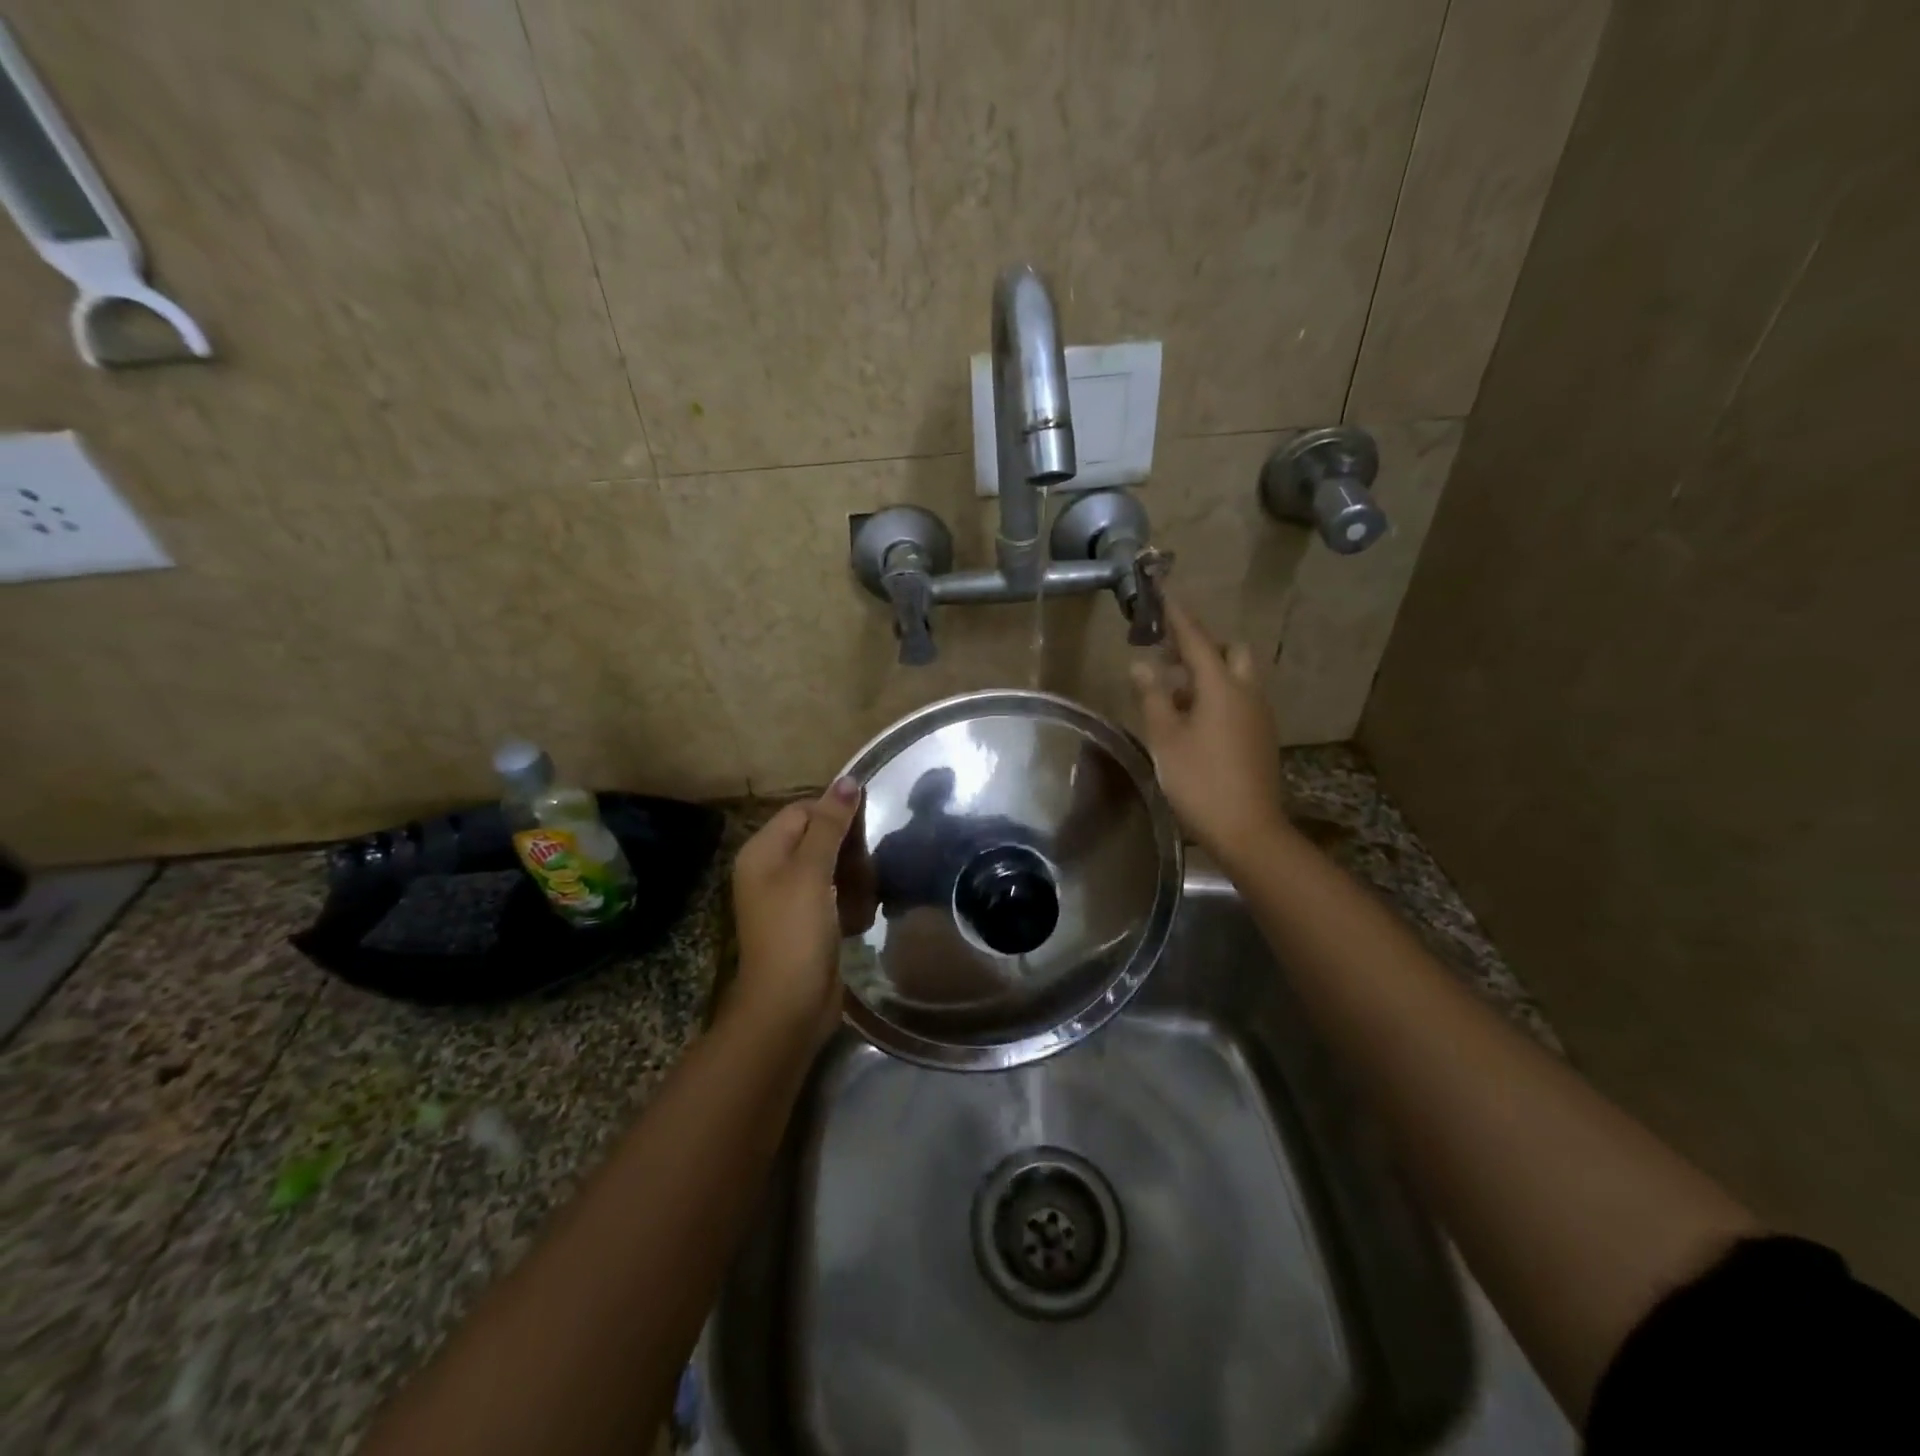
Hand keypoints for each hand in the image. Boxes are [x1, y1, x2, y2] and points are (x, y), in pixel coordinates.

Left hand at [728, 779, 861, 1045]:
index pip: (803, 811)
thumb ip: (829, 825)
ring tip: (867, 893)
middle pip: (817, 837)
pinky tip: (862, 913)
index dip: (835, 814)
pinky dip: (850, 899)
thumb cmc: (795, 932)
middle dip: (847, 849)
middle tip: (868, 866)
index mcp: (762, 851)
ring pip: (831, 866)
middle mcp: (771, 870)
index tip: (867, 827)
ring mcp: (789, 898)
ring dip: (854, 876)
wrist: (788, 1007)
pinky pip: (834, 894)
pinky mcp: (807, 922)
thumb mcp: (811, 872)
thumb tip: (848, 780)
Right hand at [1130, 598, 1291, 865]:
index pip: (1197, 639)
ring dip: (1209, 673)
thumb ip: (1153, 697)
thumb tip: (1142, 665)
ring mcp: (1259, 715)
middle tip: (1170, 658)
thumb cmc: (1199, 781)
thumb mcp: (1165, 738)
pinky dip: (1218, 695)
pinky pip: (1240, 699)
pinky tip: (1194, 720)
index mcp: (1221, 687)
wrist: (1248, 829)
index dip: (1178, 616)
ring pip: (1237, 676)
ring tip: (1174, 692)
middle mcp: (1247, 692)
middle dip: (1203, 646)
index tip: (1165, 593)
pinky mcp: (1261, 736)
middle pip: (1230, 651)